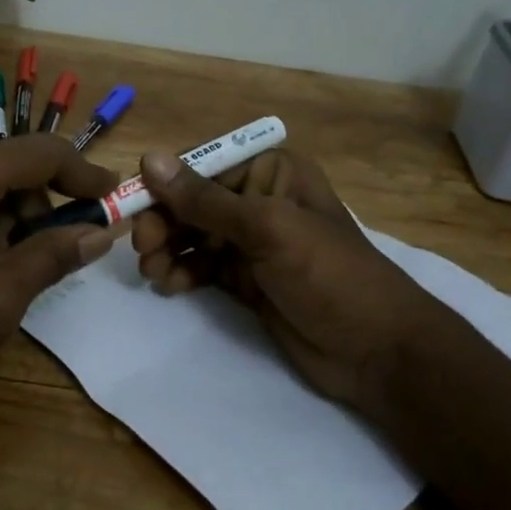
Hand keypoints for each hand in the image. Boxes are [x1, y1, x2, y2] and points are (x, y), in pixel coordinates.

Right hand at [132, 148, 444, 412]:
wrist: (376, 351)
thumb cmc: (328, 275)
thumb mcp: (267, 229)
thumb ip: (205, 199)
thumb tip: (148, 158)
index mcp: (272, 172)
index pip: (203, 167)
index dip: (166, 186)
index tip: (134, 210)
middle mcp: (258, 201)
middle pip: (192, 203)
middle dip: (164, 223)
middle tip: (143, 250)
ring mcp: (252, 243)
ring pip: (192, 236)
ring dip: (167, 250)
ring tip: (152, 273)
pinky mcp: (245, 279)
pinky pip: (201, 267)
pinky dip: (182, 273)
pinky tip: (170, 287)